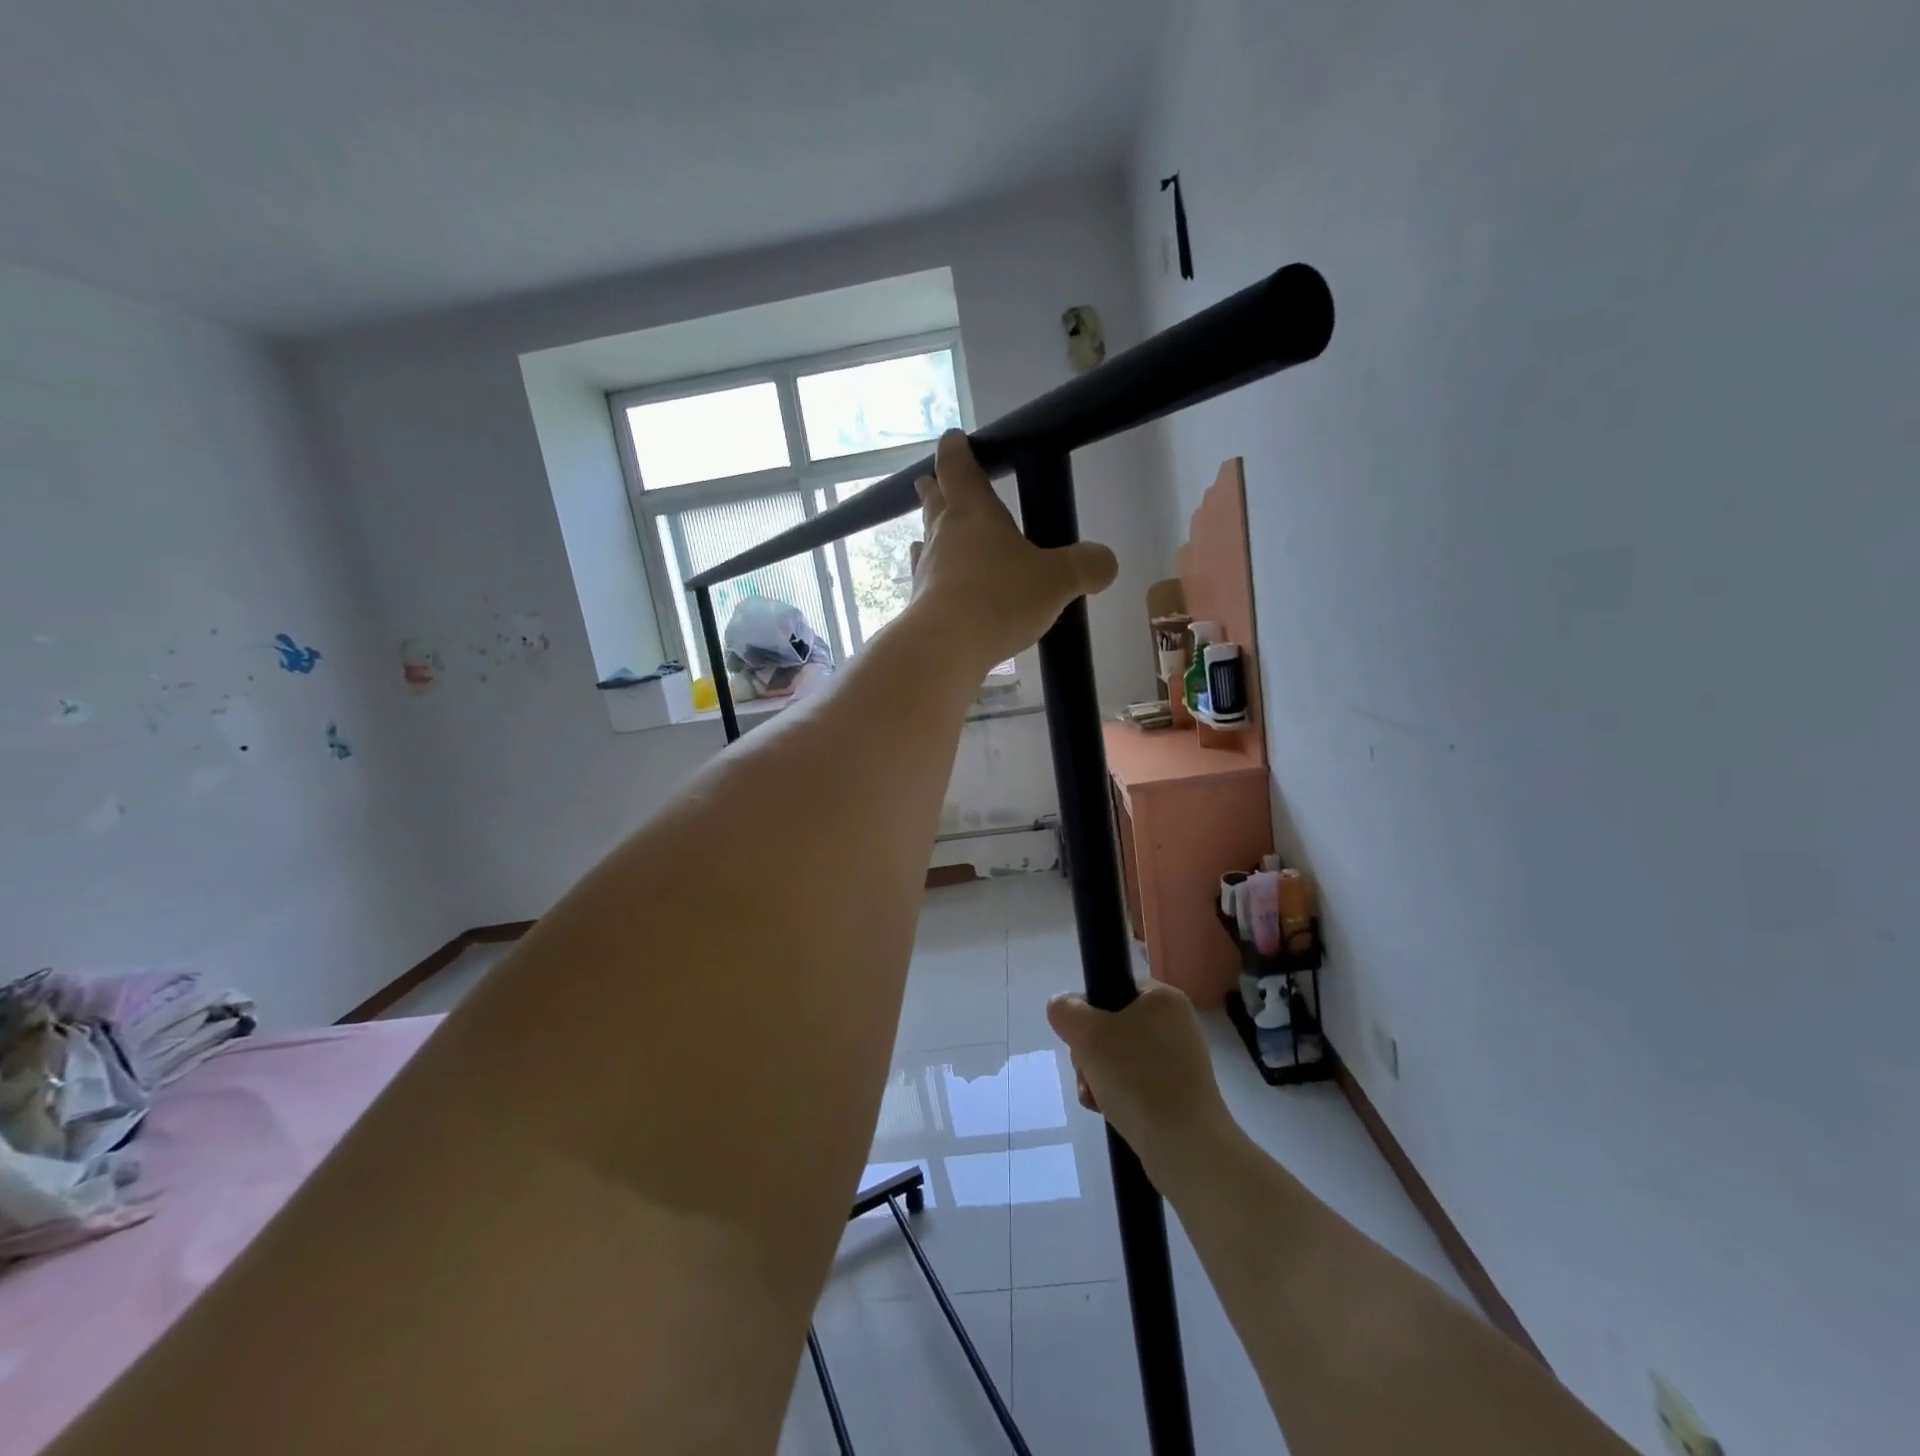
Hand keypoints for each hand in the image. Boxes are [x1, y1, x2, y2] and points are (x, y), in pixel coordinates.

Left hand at [908, 431, 1117, 670]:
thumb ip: (1086, 566)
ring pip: (924, 542)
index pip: (959, 468)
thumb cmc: (1000, 598)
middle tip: (928, 481)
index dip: (957, 450)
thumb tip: (1106, 563)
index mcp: (973, 513)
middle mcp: (943, 535)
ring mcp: (926, 571)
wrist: (946, 647)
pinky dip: (932, 577)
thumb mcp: (1058, 580)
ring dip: (928, 534)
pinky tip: (935, 586)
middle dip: (934, 489)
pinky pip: (926, 582)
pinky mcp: (919, 606)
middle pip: (935, 503)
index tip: (953, 438)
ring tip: (927, 535)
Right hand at [1046, 980, 1234, 1180]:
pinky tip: (1108, 1112)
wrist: (1185, 1146)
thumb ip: (1067, 1011)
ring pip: (1121, 1059)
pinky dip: (1119, 1096)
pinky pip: (1138, 1085)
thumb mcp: (1088, 1034)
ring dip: (1099, 1077)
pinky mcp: (1181, 1095)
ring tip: (1095, 1098)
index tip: (1080, 1038)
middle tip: (1086, 1073)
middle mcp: (1177, 1024)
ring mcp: (1181, 1062)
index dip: (1090, 1011)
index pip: (1114, 988)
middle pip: (1114, 1027)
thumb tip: (1062, 1006)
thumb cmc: (1137, 1077)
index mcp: (1164, 998)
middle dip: (1090, 1053)